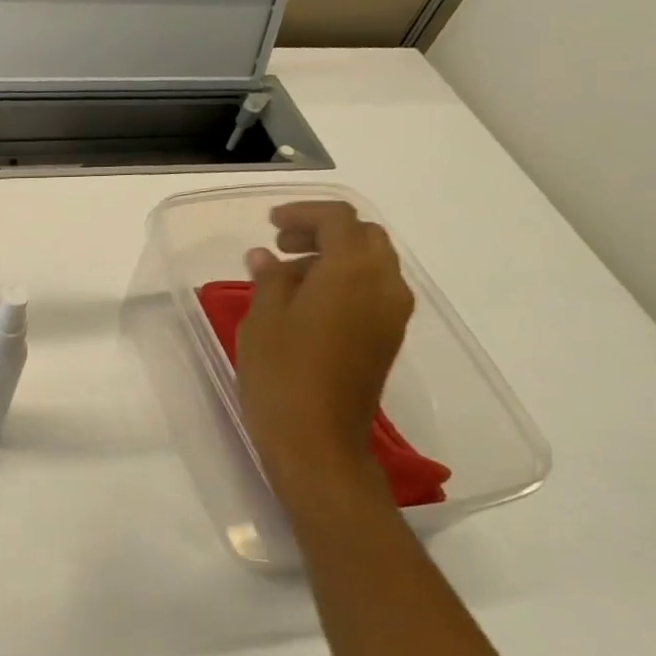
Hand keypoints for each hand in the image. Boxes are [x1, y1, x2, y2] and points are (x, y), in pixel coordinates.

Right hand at [237, 201, 413, 501]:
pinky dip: (345, 282)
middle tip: (281, 246)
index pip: (338, 219)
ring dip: (335, 257)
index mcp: (352, 270)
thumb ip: (269, 279)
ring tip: (289, 277)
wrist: (317, 442)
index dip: (304, 213)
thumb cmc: (281, 375)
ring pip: (373, 264)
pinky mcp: (388, 339)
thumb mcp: (262, 320)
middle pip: (364, 237)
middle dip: (324, 231)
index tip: (270, 223)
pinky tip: (309, 304)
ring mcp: (392, 314)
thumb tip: (268, 257)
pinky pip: (373, 291)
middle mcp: (384, 284)